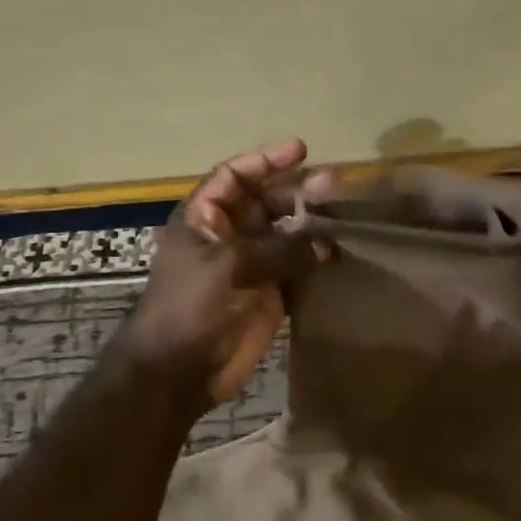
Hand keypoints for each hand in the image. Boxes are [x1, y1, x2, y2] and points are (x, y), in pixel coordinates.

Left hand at [117, 139, 327, 406]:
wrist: (178, 370)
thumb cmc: (189, 307)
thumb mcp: (228, 265)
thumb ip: (278, 248)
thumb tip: (324, 242)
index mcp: (204, 219)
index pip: (235, 177)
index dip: (265, 161)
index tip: (300, 150)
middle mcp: (228, 237)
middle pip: (266, 203)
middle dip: (296, 192)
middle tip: (332, 185)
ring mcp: (250, 267)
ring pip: (286, 236)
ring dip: (311, 226)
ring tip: (342, 217)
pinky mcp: (269, 296)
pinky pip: (297, 269)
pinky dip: (316, 261)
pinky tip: (338, 254)